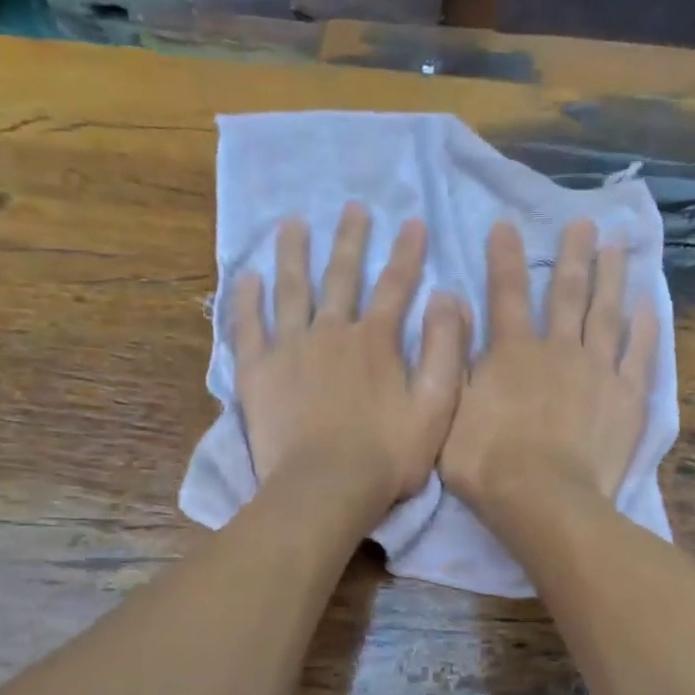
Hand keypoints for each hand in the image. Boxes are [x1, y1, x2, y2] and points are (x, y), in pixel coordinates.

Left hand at [232, 202, 470, 519]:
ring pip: (291, 289)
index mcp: (376, 341)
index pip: (396, 285)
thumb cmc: (386, 456)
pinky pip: (248, 326)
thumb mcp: (436, 408)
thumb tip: (448, 298)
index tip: (412, 222)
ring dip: (293, 254)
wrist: (326, 487)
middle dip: (350, 240)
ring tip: (292, 224)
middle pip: (341, 276)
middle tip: (352, 207)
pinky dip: (246, 299)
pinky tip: (245, 276)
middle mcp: (331, 332)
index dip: (407, 253)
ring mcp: (290, 348)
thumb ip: (446, 351)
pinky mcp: (258, 371)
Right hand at [441, 219, 656, 516]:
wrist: (543, 500)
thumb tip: (449, 301)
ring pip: (607, 313)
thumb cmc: (487, 463)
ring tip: (618, 247)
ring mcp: (597, 371)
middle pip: (567, 293)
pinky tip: (649, 305)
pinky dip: (645, 328)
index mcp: (512, 353)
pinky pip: (639, 354)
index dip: (504, 258)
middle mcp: (558, 349)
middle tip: (584, 223)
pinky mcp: (627, 397)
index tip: (506, 226)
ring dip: (611, 277)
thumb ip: (451, 356)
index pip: (506, 294)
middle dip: (573, 255)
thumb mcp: (448, 411)